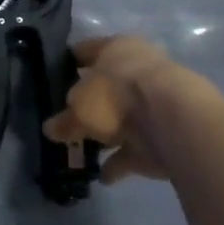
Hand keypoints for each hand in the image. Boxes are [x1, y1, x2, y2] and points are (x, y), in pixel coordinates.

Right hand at [43, 35, 223, 183]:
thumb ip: (64, 120)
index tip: (49, 78)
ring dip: (105, 136)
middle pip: (106, 87)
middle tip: (65, 121)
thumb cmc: (117, 96)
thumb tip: (51, 129)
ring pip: (122, 119)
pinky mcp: (167, 133)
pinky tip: (103, 176)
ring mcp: (156, 102)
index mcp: (116, 48)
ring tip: (80, 154)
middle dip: (88, 106)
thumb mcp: (79, 108)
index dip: (66, 63)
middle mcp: (138, 68)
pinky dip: (120, 161)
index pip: (85, 50)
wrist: (174, 122)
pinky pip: (136, 148)